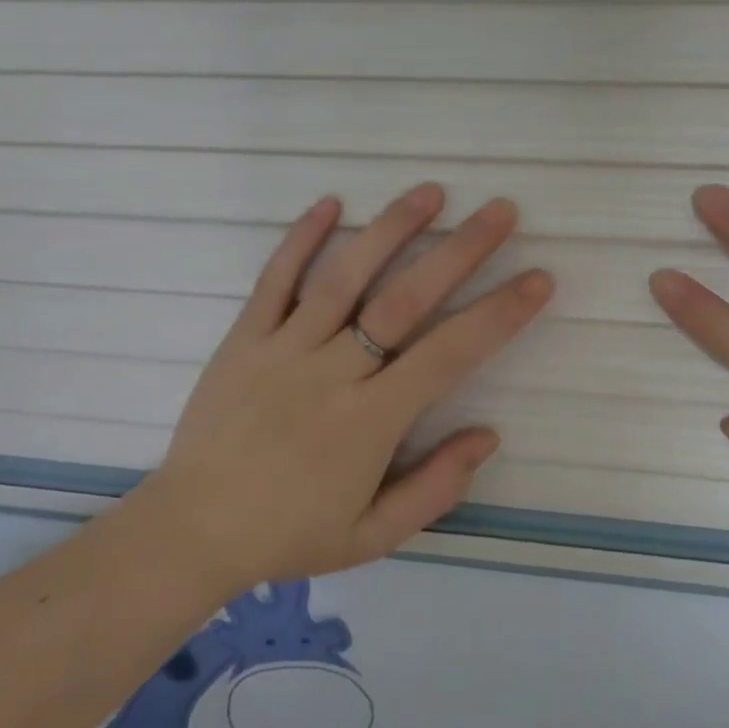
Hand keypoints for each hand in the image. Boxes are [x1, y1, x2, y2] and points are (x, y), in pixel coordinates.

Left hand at [128, 185, 552, 596]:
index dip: (499, 314)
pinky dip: (301, 239)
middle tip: (500, 211)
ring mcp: (283, 348)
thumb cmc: (289, 535)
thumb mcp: (373, 536)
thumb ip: (435, 487)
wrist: (190, 532)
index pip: (449, 354)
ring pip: (344, 277)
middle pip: (404, 300)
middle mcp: (332, 372)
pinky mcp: (244, 338)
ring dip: (389, 229)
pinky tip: (330, 202)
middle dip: (458, 251)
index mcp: (369, 421)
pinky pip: (275, 280)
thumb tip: (488, 434)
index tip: (538, 278)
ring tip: (430, 191)